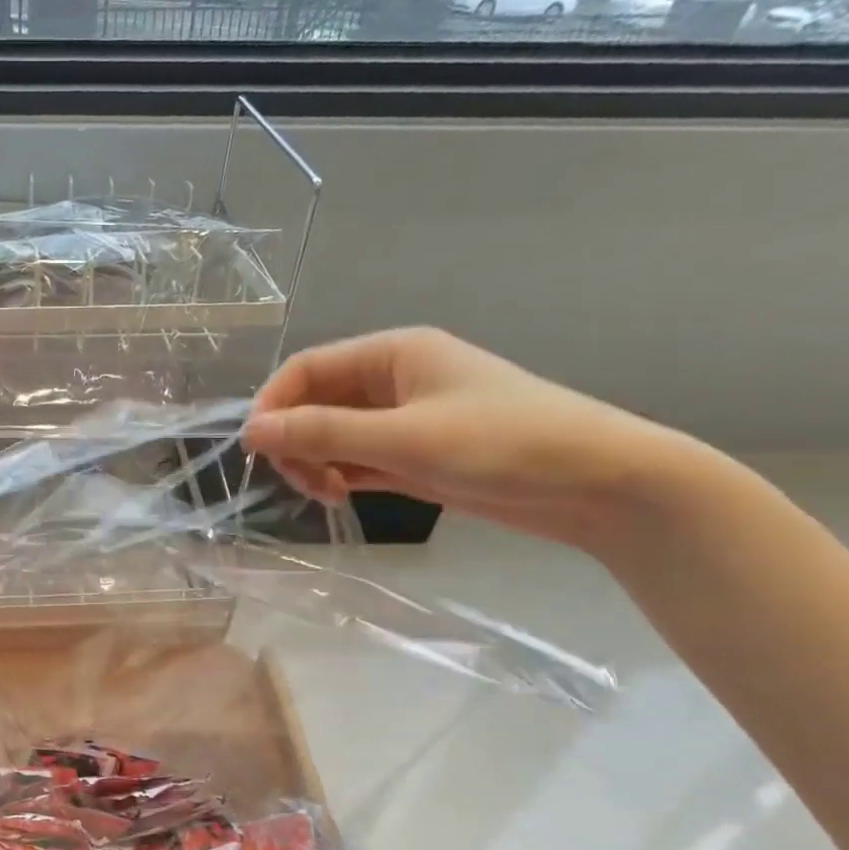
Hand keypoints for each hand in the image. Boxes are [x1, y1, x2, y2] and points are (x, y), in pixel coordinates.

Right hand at [242, 327, 681, 552]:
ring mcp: (405, 419)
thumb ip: (323, 433)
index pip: (307, 369)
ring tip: (327, 494)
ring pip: (334, 434)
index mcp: (393, 353)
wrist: (597, 483)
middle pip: (316, 402)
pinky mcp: (416, 455)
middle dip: (296, 440)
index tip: (255, 451)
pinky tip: (341, 496)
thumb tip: (251, 432)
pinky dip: (341, 476)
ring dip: (317, 461)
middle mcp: (393, 380)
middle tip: (302, 481)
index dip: (273, 405)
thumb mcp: (404, 437)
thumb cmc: (502, 444)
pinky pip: (358, 458)